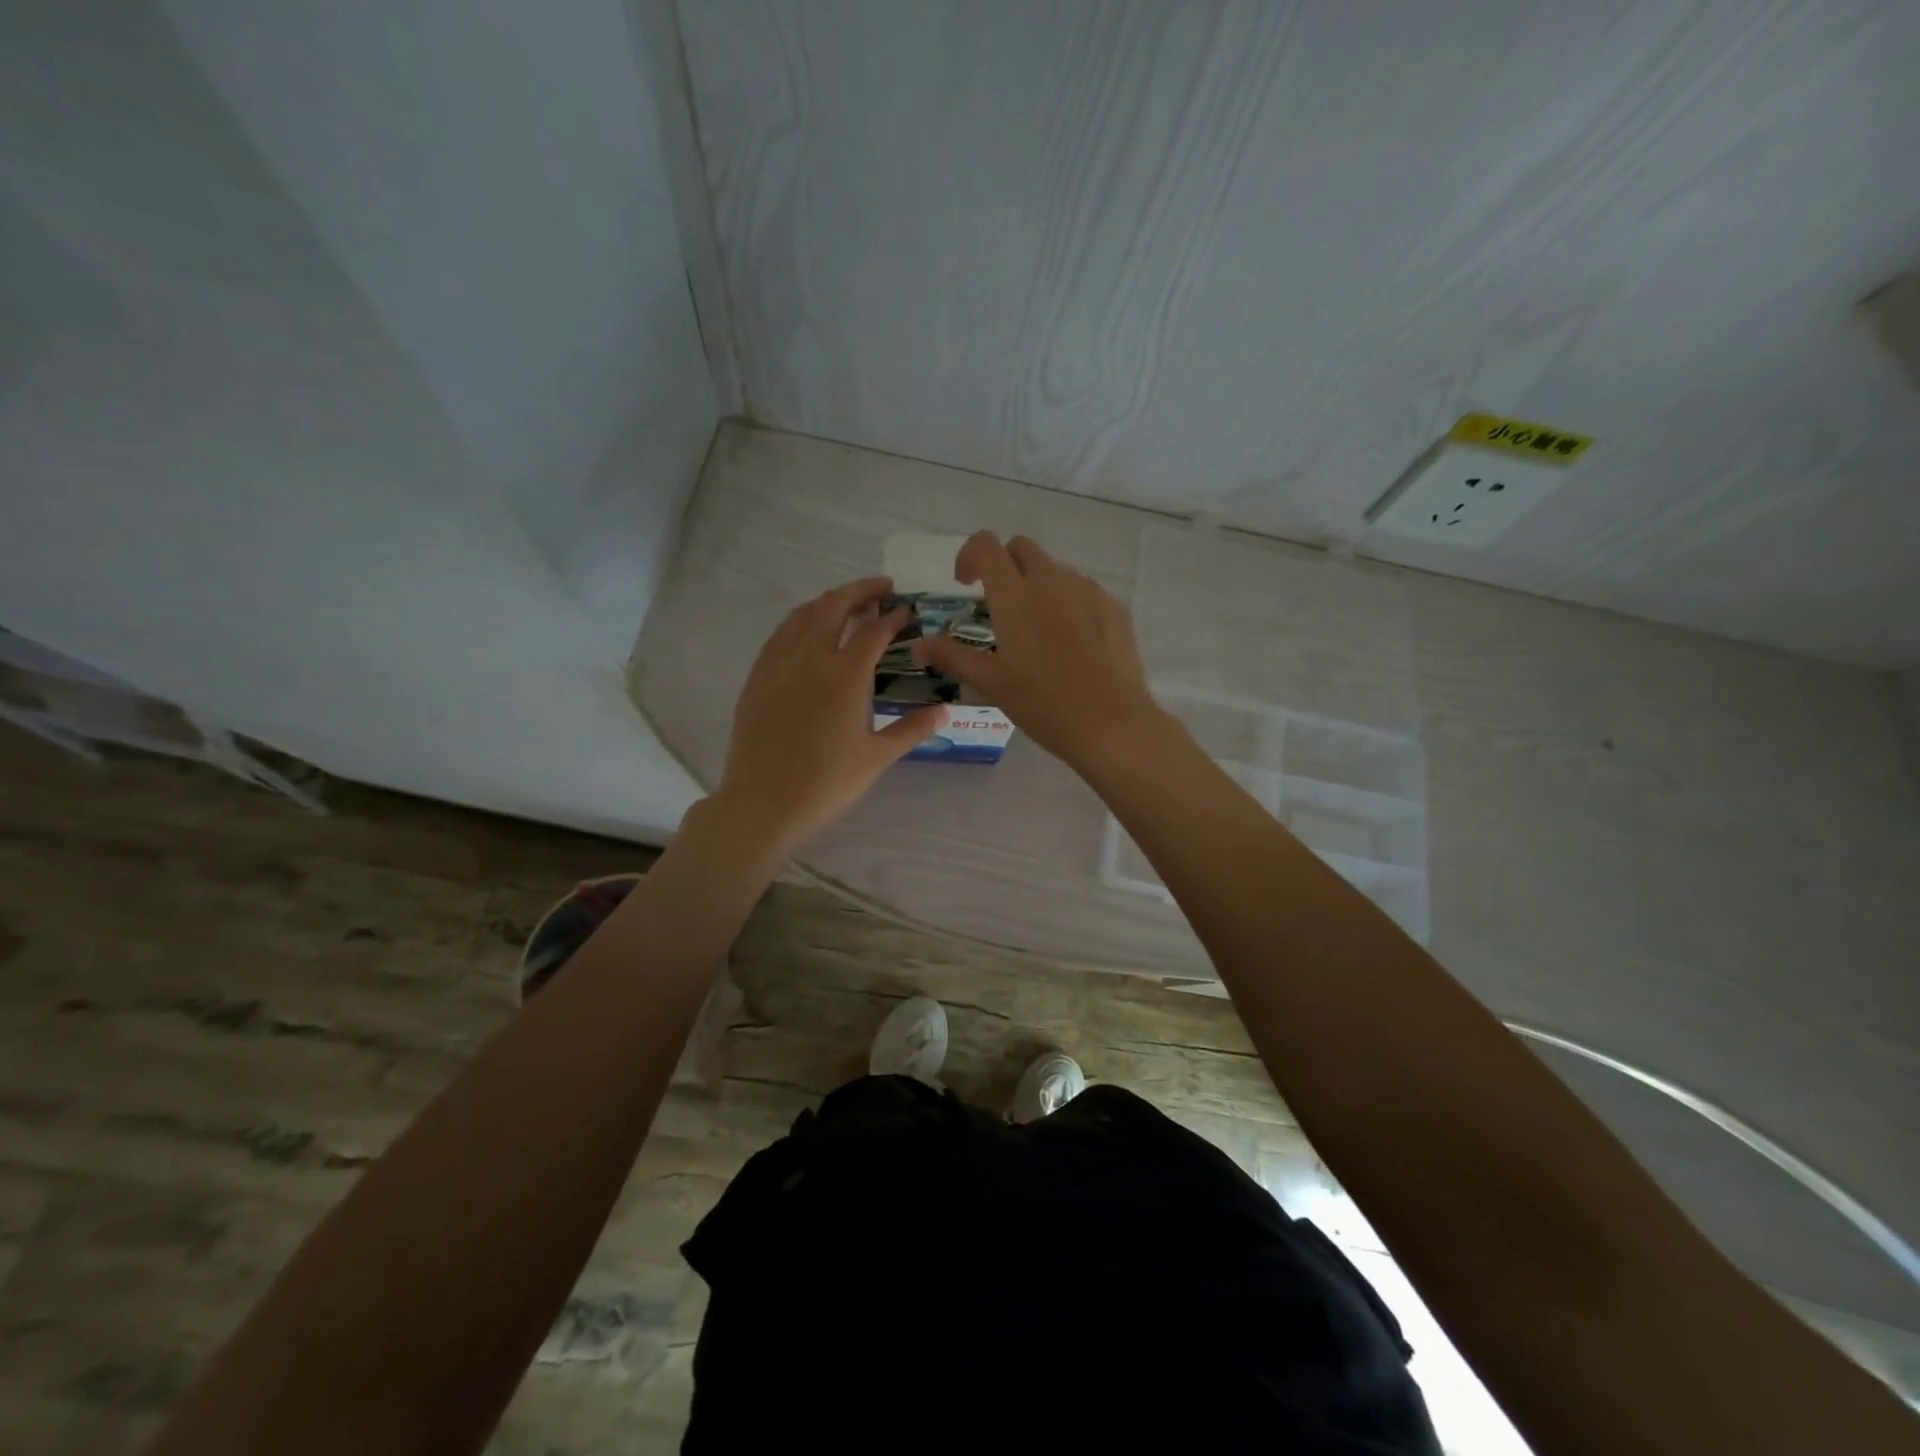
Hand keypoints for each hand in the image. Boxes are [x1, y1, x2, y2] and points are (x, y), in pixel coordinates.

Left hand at [713, 577, 943, 855]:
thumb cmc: (826, 783)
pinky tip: (806, 631)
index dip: (893, 617)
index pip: (873, 631)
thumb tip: (944, 712)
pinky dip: (800, 621)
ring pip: (803, 615)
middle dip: (860, 591)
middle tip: (881, 588)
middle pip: (834, 607)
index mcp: (845, 675)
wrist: (762, 804)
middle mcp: (810, 658)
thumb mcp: (876, 758)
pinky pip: (780, 635)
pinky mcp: (757, 678)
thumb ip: (912, 729)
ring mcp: (778, 665)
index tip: (906, 610)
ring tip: (847, 603)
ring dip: (828, 601)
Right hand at [911, 532, 1162, 768]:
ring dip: (1038, 585)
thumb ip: (953, 657)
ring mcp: (1087, 591)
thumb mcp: (991, 683)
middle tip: (999, 604)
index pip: (986, 546)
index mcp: (1014, 595)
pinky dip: (1069, 603)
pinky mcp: (1114, 607)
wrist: (1109, 722)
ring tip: (1037, 629)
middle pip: (1022, 548)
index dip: (969, 555)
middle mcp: (1051, 581)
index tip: (965, 584)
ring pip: (1055, 569)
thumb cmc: (1042, 703)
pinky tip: (1072, 643)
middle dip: (1005, 564)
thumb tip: (919, 646)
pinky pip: (1084, 591)